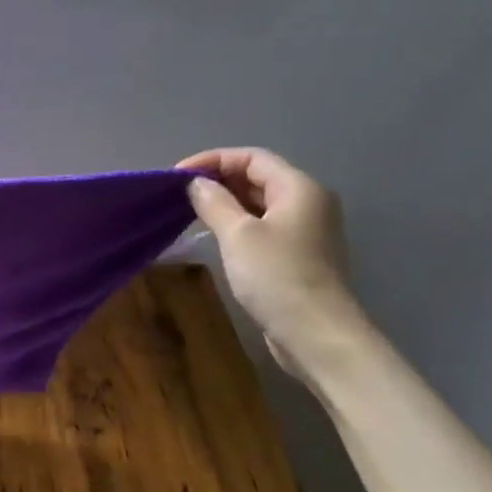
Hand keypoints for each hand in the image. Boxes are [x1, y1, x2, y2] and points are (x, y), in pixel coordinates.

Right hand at [178, 148, 368, 381]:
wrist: (315, 333)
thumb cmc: (276, 276)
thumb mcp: (238, 235)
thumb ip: (214, 203)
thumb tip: (196, 184)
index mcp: (299, 188)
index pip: (252, 158)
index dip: (212, 160)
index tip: (176, 175)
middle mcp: (308, 202)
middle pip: (258, 177)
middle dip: (218, 180)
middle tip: (179, 194)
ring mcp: (305, 230)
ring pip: (260, 203)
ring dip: (226, 202)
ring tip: (190, 212)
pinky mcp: (298, 254)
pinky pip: (263, 226)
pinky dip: (238, 223)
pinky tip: (214, 235)